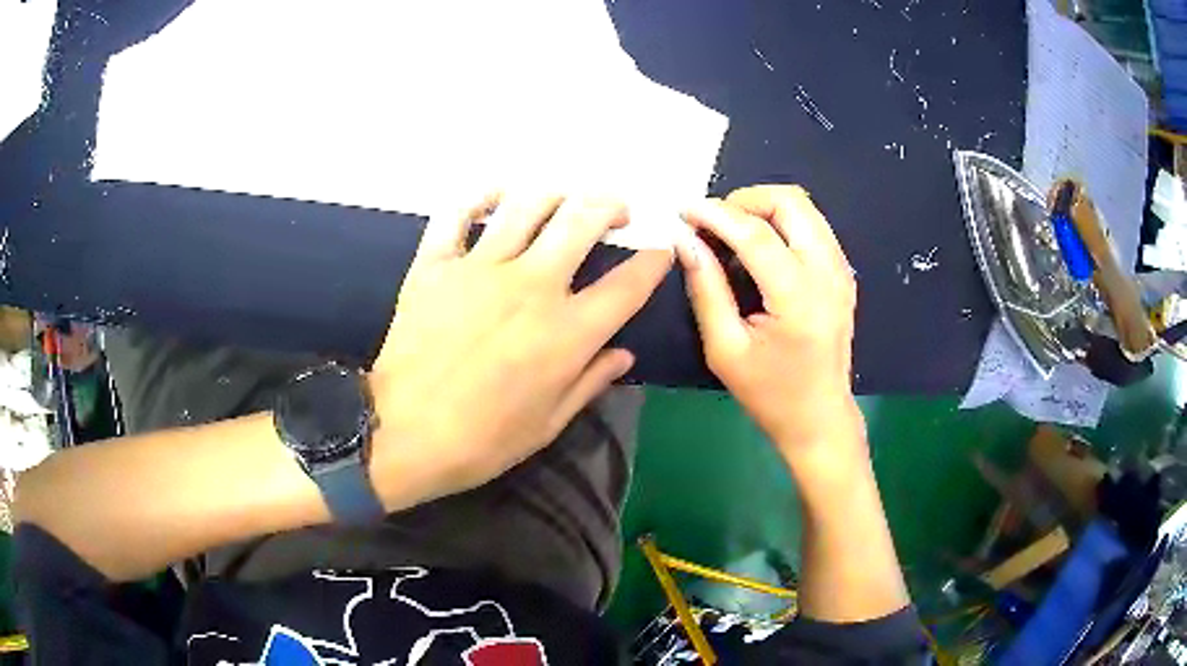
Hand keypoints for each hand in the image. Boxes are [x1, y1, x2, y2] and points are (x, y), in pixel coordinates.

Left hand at [369, 195, 671, 504]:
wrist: (402, 435)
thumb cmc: (481, 441)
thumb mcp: (548, 424)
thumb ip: (590, 381)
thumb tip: (625, 354)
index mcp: (567, 332)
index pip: (628, 283)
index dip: (654, 261)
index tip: (661, 250)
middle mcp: (531, 286)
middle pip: (583, 219)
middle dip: (611, 205)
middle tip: (617, 211)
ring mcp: (479, 268)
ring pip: (528, 204)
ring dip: (558, 194)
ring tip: (564, 201)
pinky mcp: (435, 264)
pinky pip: (458, 212)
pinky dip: (481, 196)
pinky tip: (497, 198)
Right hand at [677, 185, 861, 455]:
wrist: (820, 416)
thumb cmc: (769, 393)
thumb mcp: (724, 349)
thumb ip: (706, 288)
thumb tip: (685, 239)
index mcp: (798, 297)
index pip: (755, 233)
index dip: (715, 214)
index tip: (683, 210)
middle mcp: (827, 273)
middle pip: (790, 201)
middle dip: (745, 200)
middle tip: (713, 223)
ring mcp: (841, 270)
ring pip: (804, 207)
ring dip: (764, 208)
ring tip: (732, 234)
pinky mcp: (843, 272)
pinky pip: (812, 225)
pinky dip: (781, 223)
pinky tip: (760, 250)